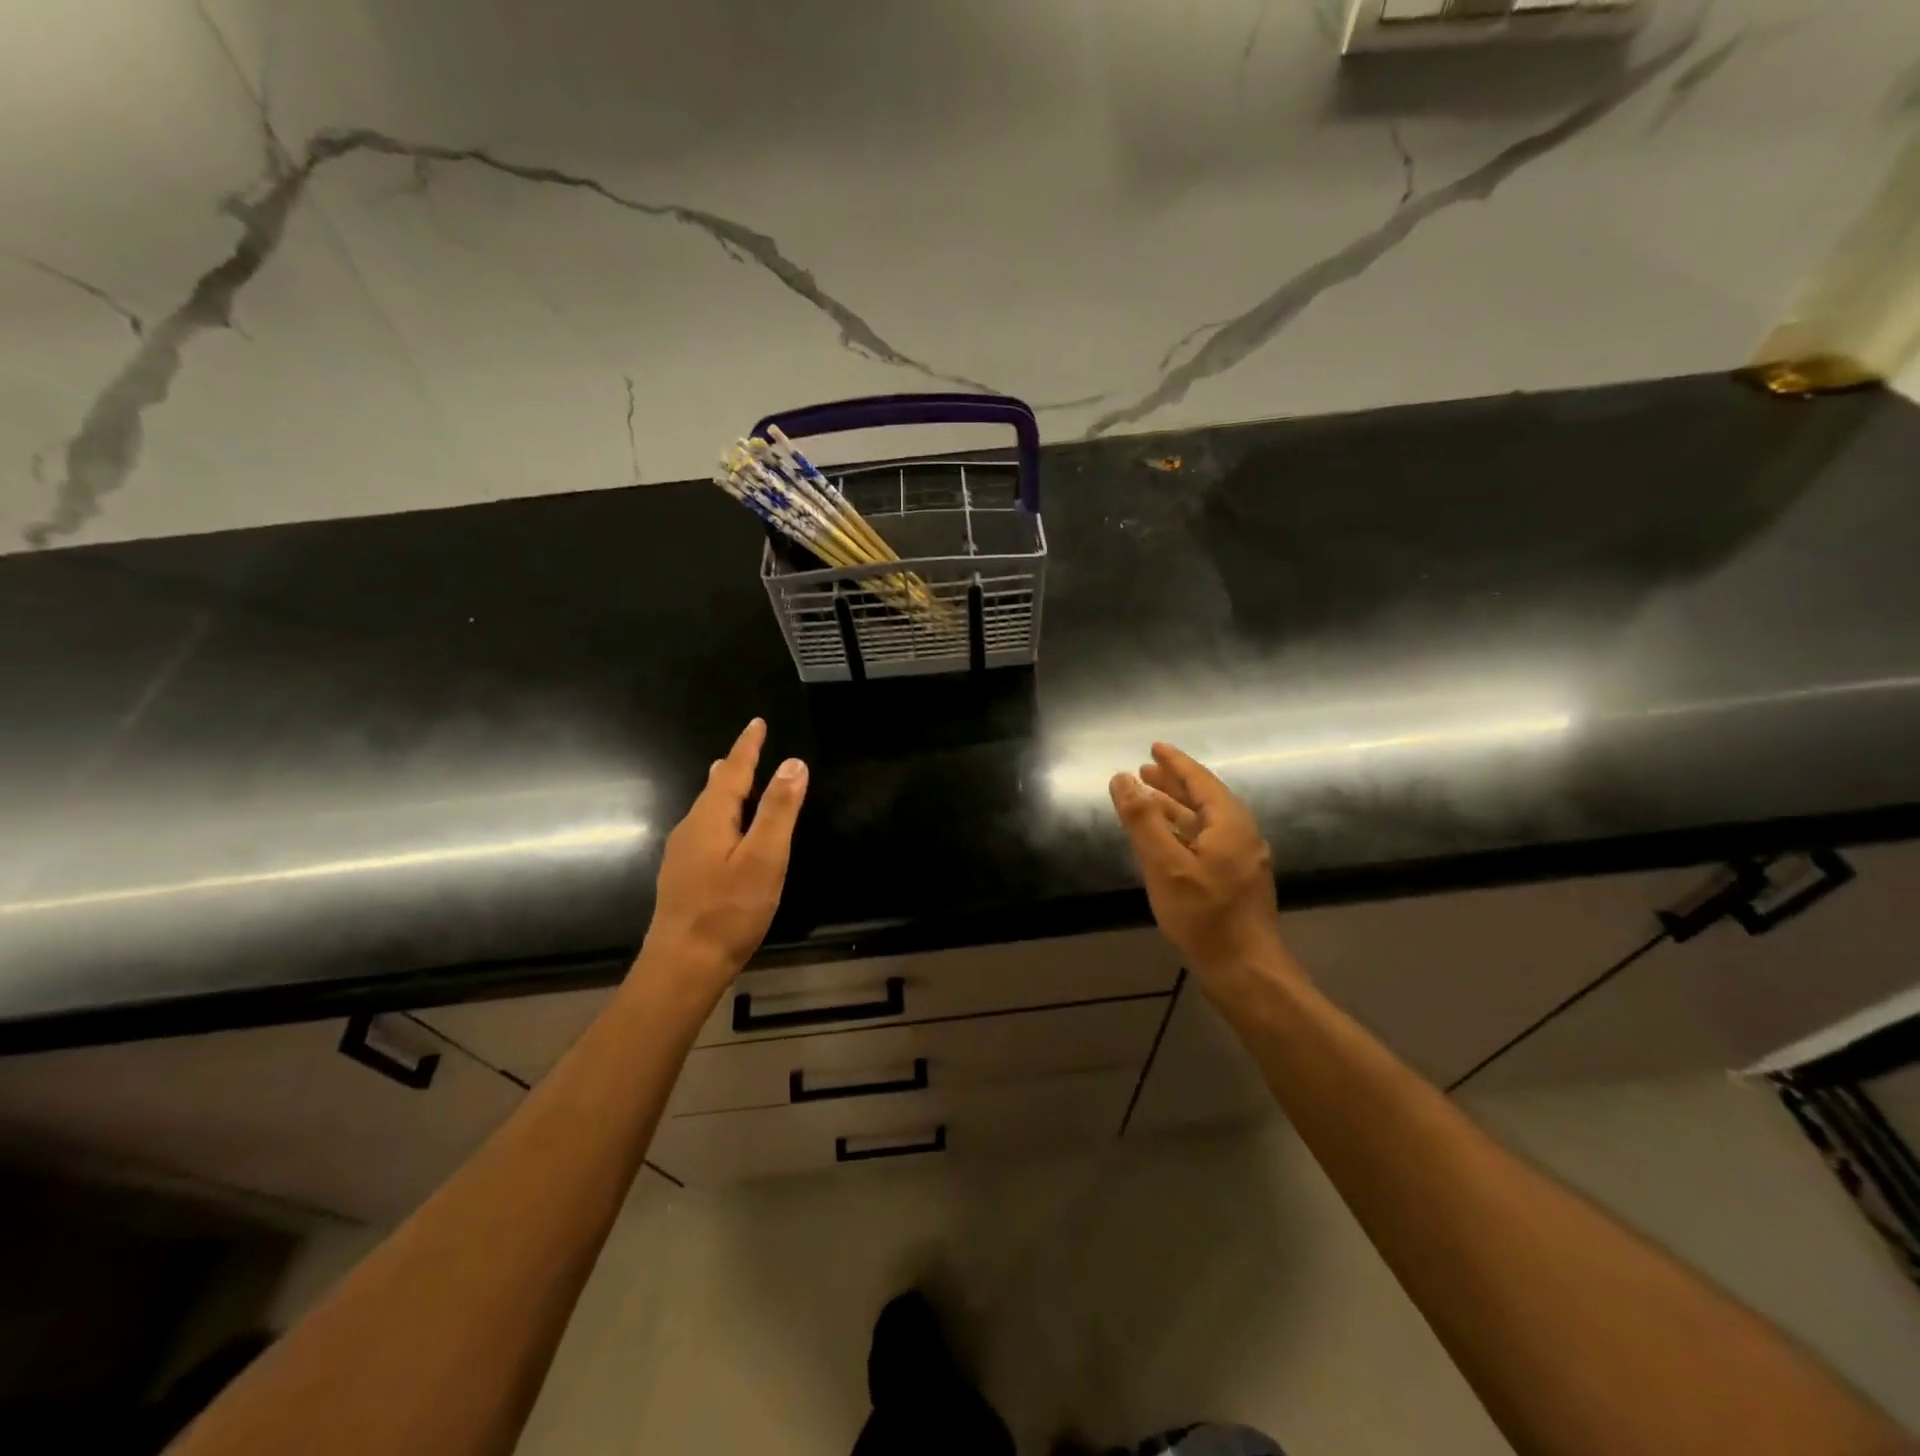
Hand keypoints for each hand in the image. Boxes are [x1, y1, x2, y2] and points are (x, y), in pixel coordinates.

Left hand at [639, 718, 808, 991]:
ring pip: (707, 811)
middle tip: (749, 748)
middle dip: (734, 767)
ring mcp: (682, 856)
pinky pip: (705, 832)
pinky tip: (725, 832)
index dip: (747, 747)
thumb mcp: (764, 858)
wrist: (683, 966)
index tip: (757, 723)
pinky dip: (721, 817)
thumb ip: (778, 810)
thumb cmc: (729, 910)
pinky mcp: (683, 879)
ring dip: (725, 792)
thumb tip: (793, 763)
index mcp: (710, 819)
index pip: (732, 771)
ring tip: (735, 780)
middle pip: (715, 789)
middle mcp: (690, 830)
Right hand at [1109, 743, 1300, 1000]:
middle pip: (1204, 799)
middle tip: (1144, 770)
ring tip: (1147, 799)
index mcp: (1230, 824)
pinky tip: (1165, 841)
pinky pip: (1206, 843)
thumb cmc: (1204, 916)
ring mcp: (1241, 861)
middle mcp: (1241, 836)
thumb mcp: (1164, 865)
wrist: (1245, 972)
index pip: (1200, 781)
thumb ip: (1142, 820)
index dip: (1175, 763)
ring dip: (1176, 809)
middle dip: (1173, 784)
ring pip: (1204, 823)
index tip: (1155, 747)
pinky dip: (1182, 832)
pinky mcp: (1235, 882)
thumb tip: (1121, 779)